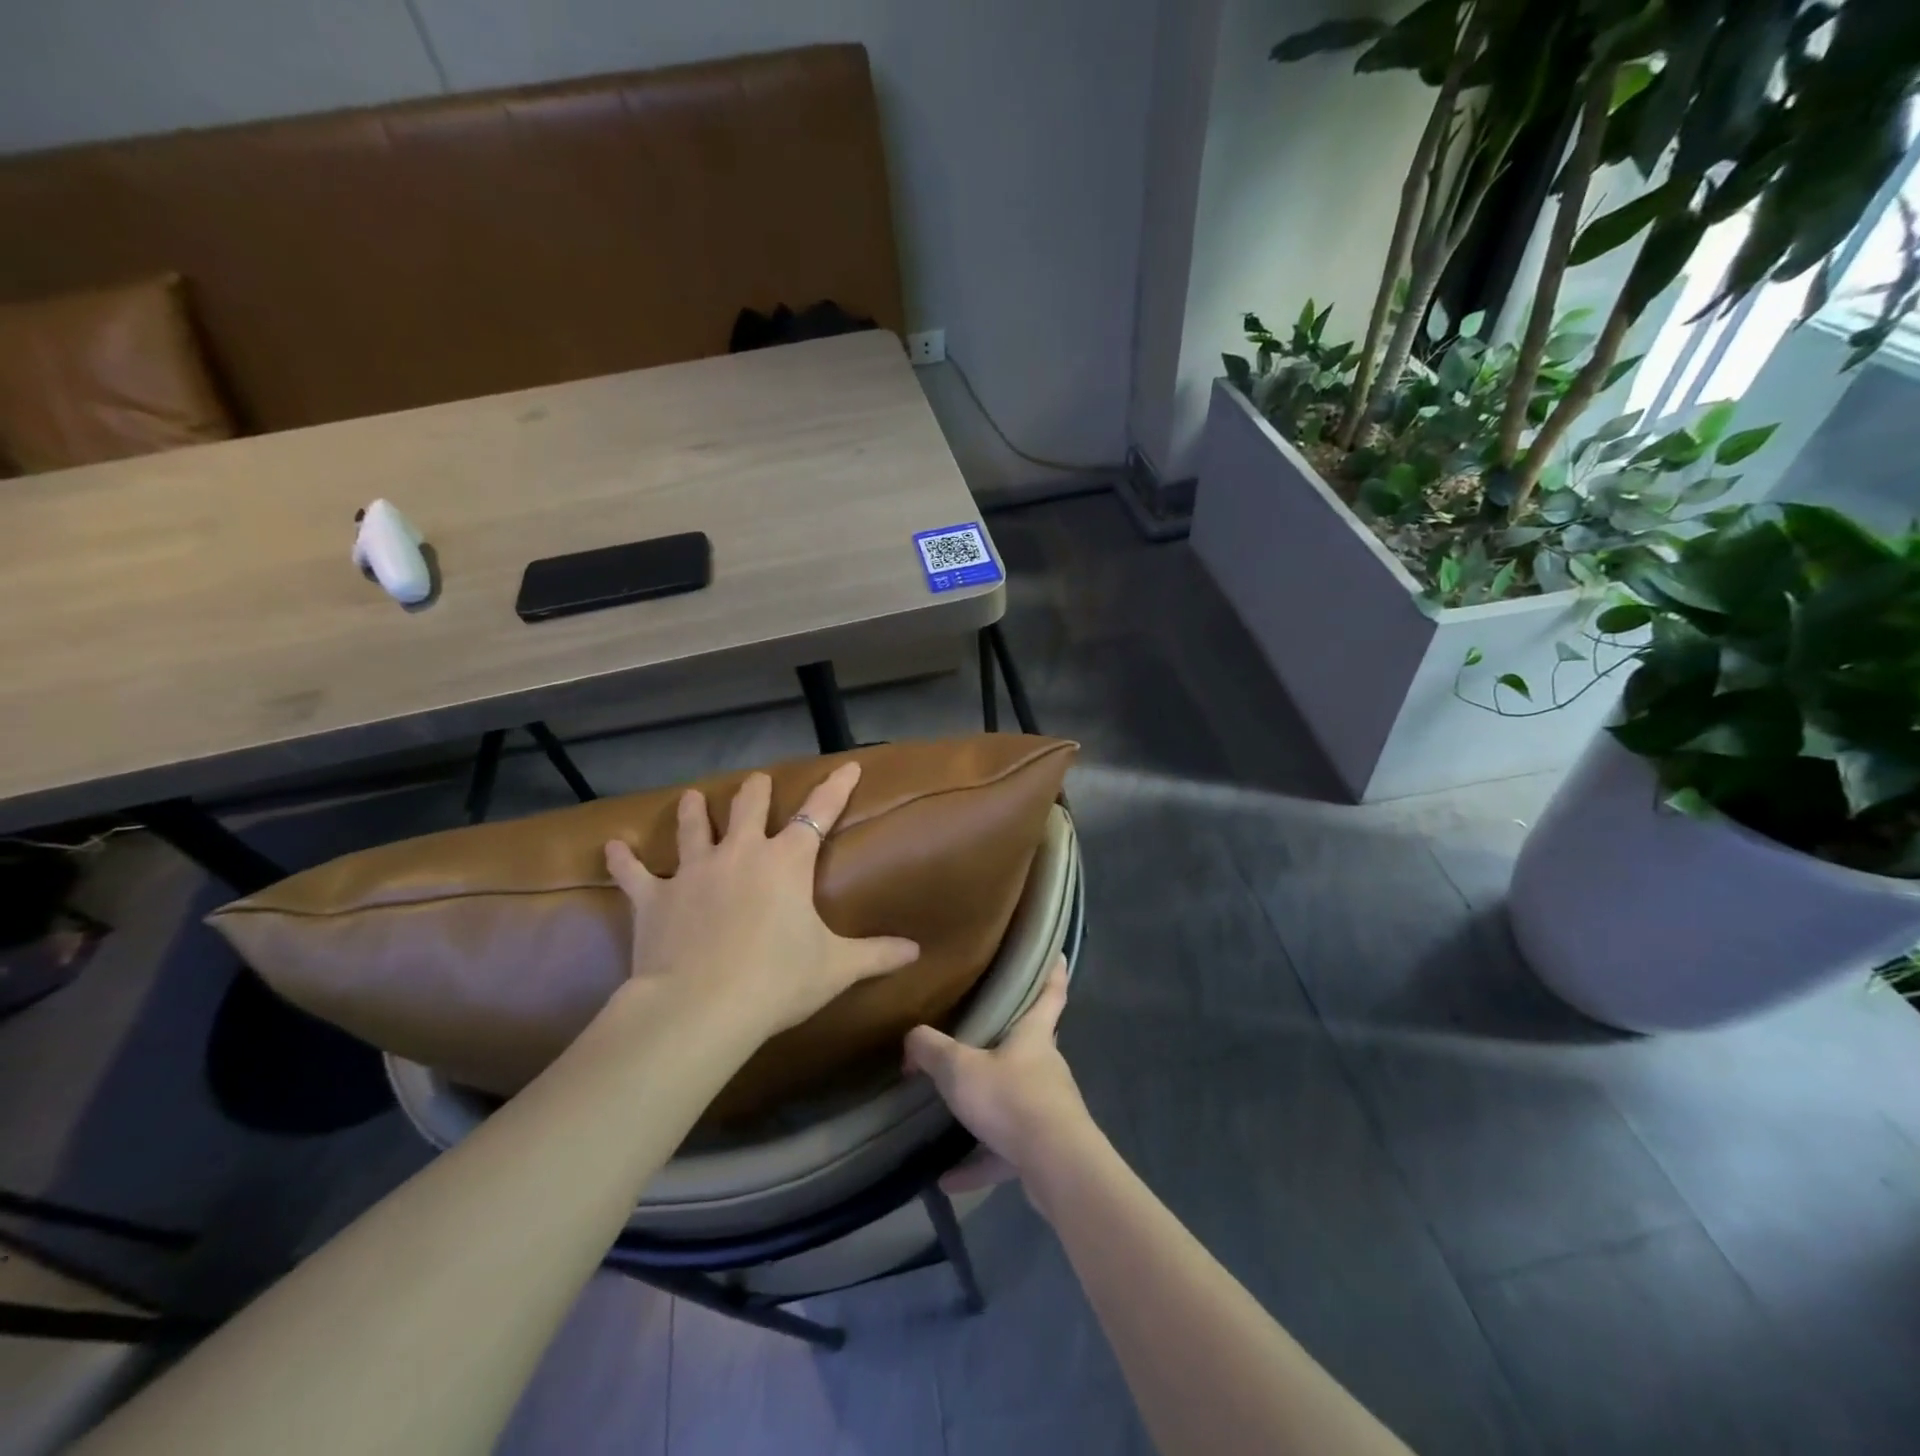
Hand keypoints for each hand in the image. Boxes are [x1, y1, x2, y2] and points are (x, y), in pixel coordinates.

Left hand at [603, 762, 920, 1041]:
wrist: (701, 1006)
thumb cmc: (777, 981)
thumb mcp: (835, 968)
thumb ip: (877, 954)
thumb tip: (916, 951)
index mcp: (786, 863)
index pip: (819, 813)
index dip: (835, 788)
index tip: (847, 766)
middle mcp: (740, 853)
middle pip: (749, 807)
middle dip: (756, 791)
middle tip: (757, 780)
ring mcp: (693, 871)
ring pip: (693, 827)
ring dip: (695, 810)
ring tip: (694, 797)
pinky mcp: (653, 897)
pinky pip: (633, 873)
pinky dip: (622, 860)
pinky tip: (611, 847)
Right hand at [904, 956, 1093, 1193]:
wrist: (1056, 1166)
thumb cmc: (1011, 1099)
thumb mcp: (960, 1069)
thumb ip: (931, 1049)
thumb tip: (911, 1037)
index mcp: (1033, 1035)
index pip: (1051, 991)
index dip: (1053, 970)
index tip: (1058, 952)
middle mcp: (1045, 1066)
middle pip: (1032, 1043)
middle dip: (1011, 1038)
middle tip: (982, 1031)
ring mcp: (1047, 1108)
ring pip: (1016, 1098)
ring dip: (987, 1107)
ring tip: (951, 1113)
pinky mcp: (1043, 1148)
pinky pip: (1005, 1149)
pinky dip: (979, 1160)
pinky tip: (947, 1176)